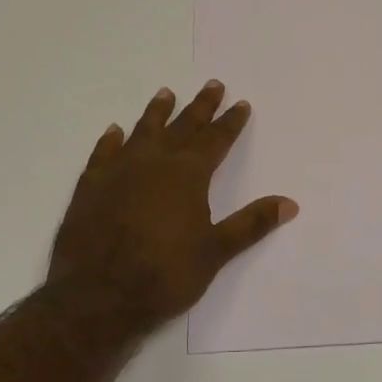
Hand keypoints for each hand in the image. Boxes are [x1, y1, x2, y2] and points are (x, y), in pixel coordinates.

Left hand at [48, 81, 297, 332]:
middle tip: (212, 84)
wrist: (97, 296)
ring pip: (142, 132)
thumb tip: (290, 203)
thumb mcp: (215, 252)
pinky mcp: (90, 186)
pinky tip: (114, 131)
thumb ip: (251, 224)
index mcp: (187, 175)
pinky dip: (111, 140)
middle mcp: (154, 163)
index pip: (215, 140)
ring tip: (166, 93)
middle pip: (182, 127)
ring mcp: (118, 171)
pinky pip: (103, 153)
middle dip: (200, 106)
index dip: (230, 122)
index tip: (241, 103)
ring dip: (157, 112)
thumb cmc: (163, 275)